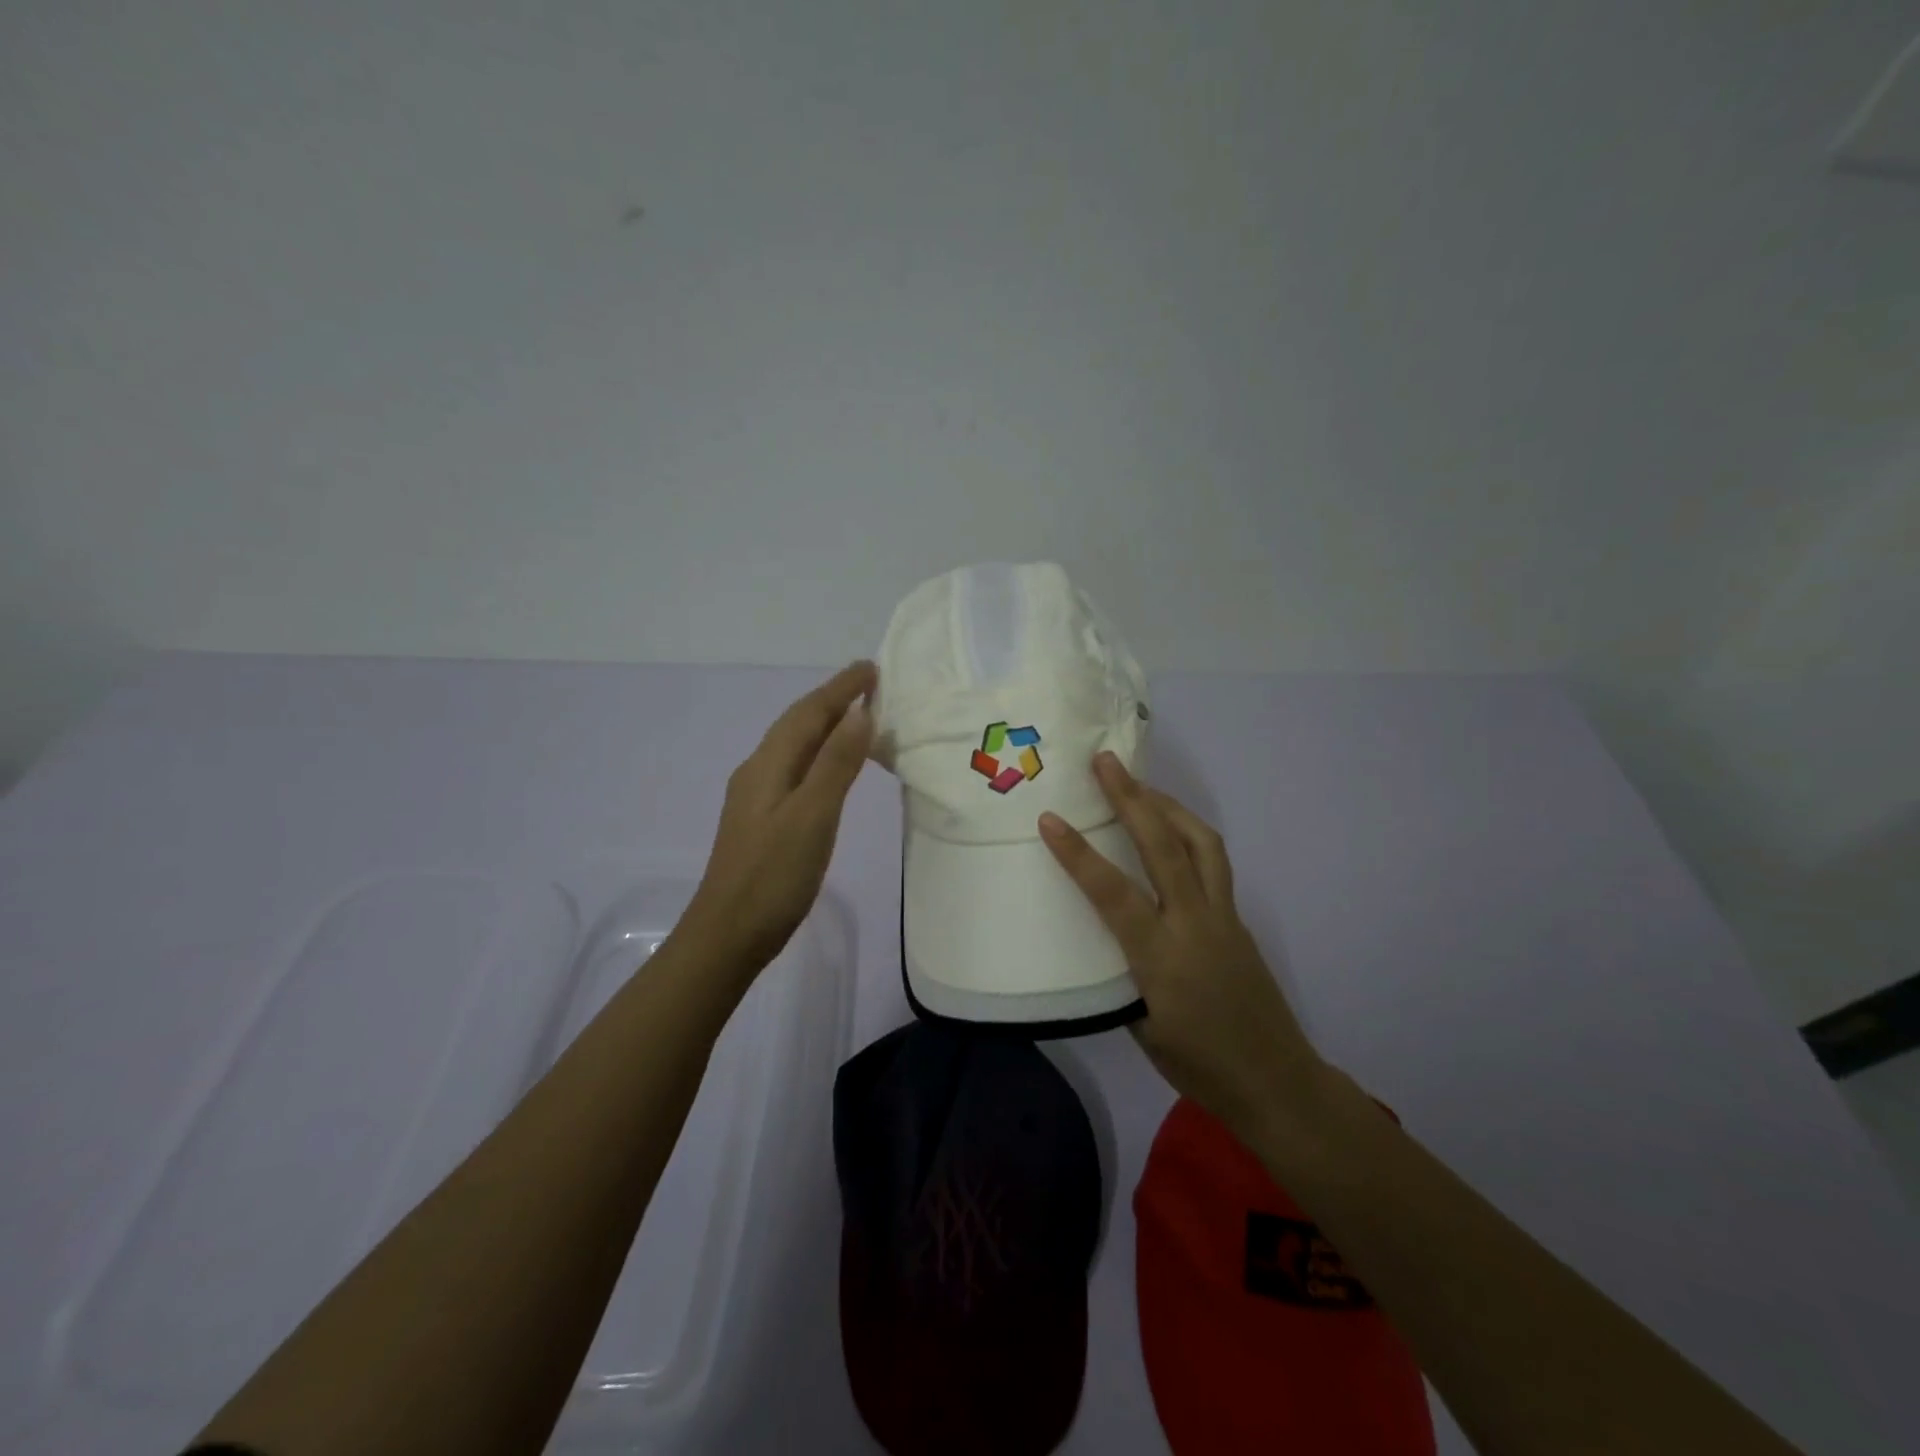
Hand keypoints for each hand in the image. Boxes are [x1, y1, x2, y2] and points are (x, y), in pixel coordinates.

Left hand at [684, 662, 875, 969]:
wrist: (727, 935)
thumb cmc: (772, 876)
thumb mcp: (812, 817)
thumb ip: (836, 764)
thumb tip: (859, 713)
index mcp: (768, 765)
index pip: (808, 713)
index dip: (840, 688)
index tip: (872, 668)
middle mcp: (759, 772)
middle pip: (798, 724)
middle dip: (832, 700)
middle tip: (869, 685)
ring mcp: (757, 797)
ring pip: (796, 747)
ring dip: (826, 726)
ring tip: (858, 717)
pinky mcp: (763, 820)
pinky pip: (796, 769)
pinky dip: (820, 755)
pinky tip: (830, 769)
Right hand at [1039, 753, 1320, 1137]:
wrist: (1277, 1083)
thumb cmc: (1200, 1068)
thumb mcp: (1142, 1028)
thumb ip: (1121, 975)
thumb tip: (1102, 938)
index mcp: (1162, 958)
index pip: (1114, 893)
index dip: (1079, 854)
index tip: (1049, 819)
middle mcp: (1196, 925)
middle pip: (1164, 847)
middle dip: (1132, 798)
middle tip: (1106, 762)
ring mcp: (1224, 917)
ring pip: (1201, 843)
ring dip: (1168, 806)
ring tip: (1140, 786)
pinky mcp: (1238, 919)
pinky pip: (1213, 862)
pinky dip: (1188, 835)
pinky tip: (1170, 836)